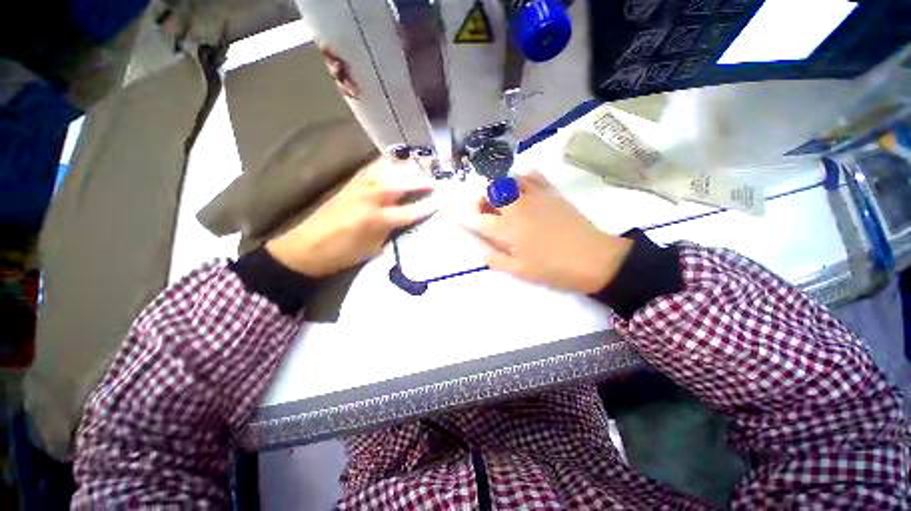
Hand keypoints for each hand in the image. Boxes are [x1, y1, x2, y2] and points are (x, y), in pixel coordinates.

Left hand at [266, 158, 435, 276]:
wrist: (305, 248)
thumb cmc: (342, 254)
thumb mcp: (372, 249)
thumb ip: (390, 231)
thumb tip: (404, 220)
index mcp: (376, 218)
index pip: (409, 211)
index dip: (427, 207)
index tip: (441, 203)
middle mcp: (369, 197)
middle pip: (400, 185)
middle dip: (420, 183)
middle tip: (435, 182)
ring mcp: (357, 187)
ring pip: (386, 172)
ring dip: (404, 171)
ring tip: (418, 170)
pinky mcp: (349, 184)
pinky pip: (371, 170)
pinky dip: (386, 167)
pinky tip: (393, 167)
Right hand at [462, 171, 632, 293]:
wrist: (593, 259)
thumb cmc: (552, 269)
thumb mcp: (518, 270)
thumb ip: (492, 257)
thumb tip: (476, 244)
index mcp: (507, 229)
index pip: (477, 217)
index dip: (465, 216)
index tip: (459, 216)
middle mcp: (516, 206)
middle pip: (489, 192)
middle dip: (480, 199)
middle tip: (484, 211)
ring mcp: (534, 196)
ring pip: (507, 180)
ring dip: (497, 188)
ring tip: (501, 200)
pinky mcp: (550, 191)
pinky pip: (531, 175)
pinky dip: (521, 177)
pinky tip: (520, 186)